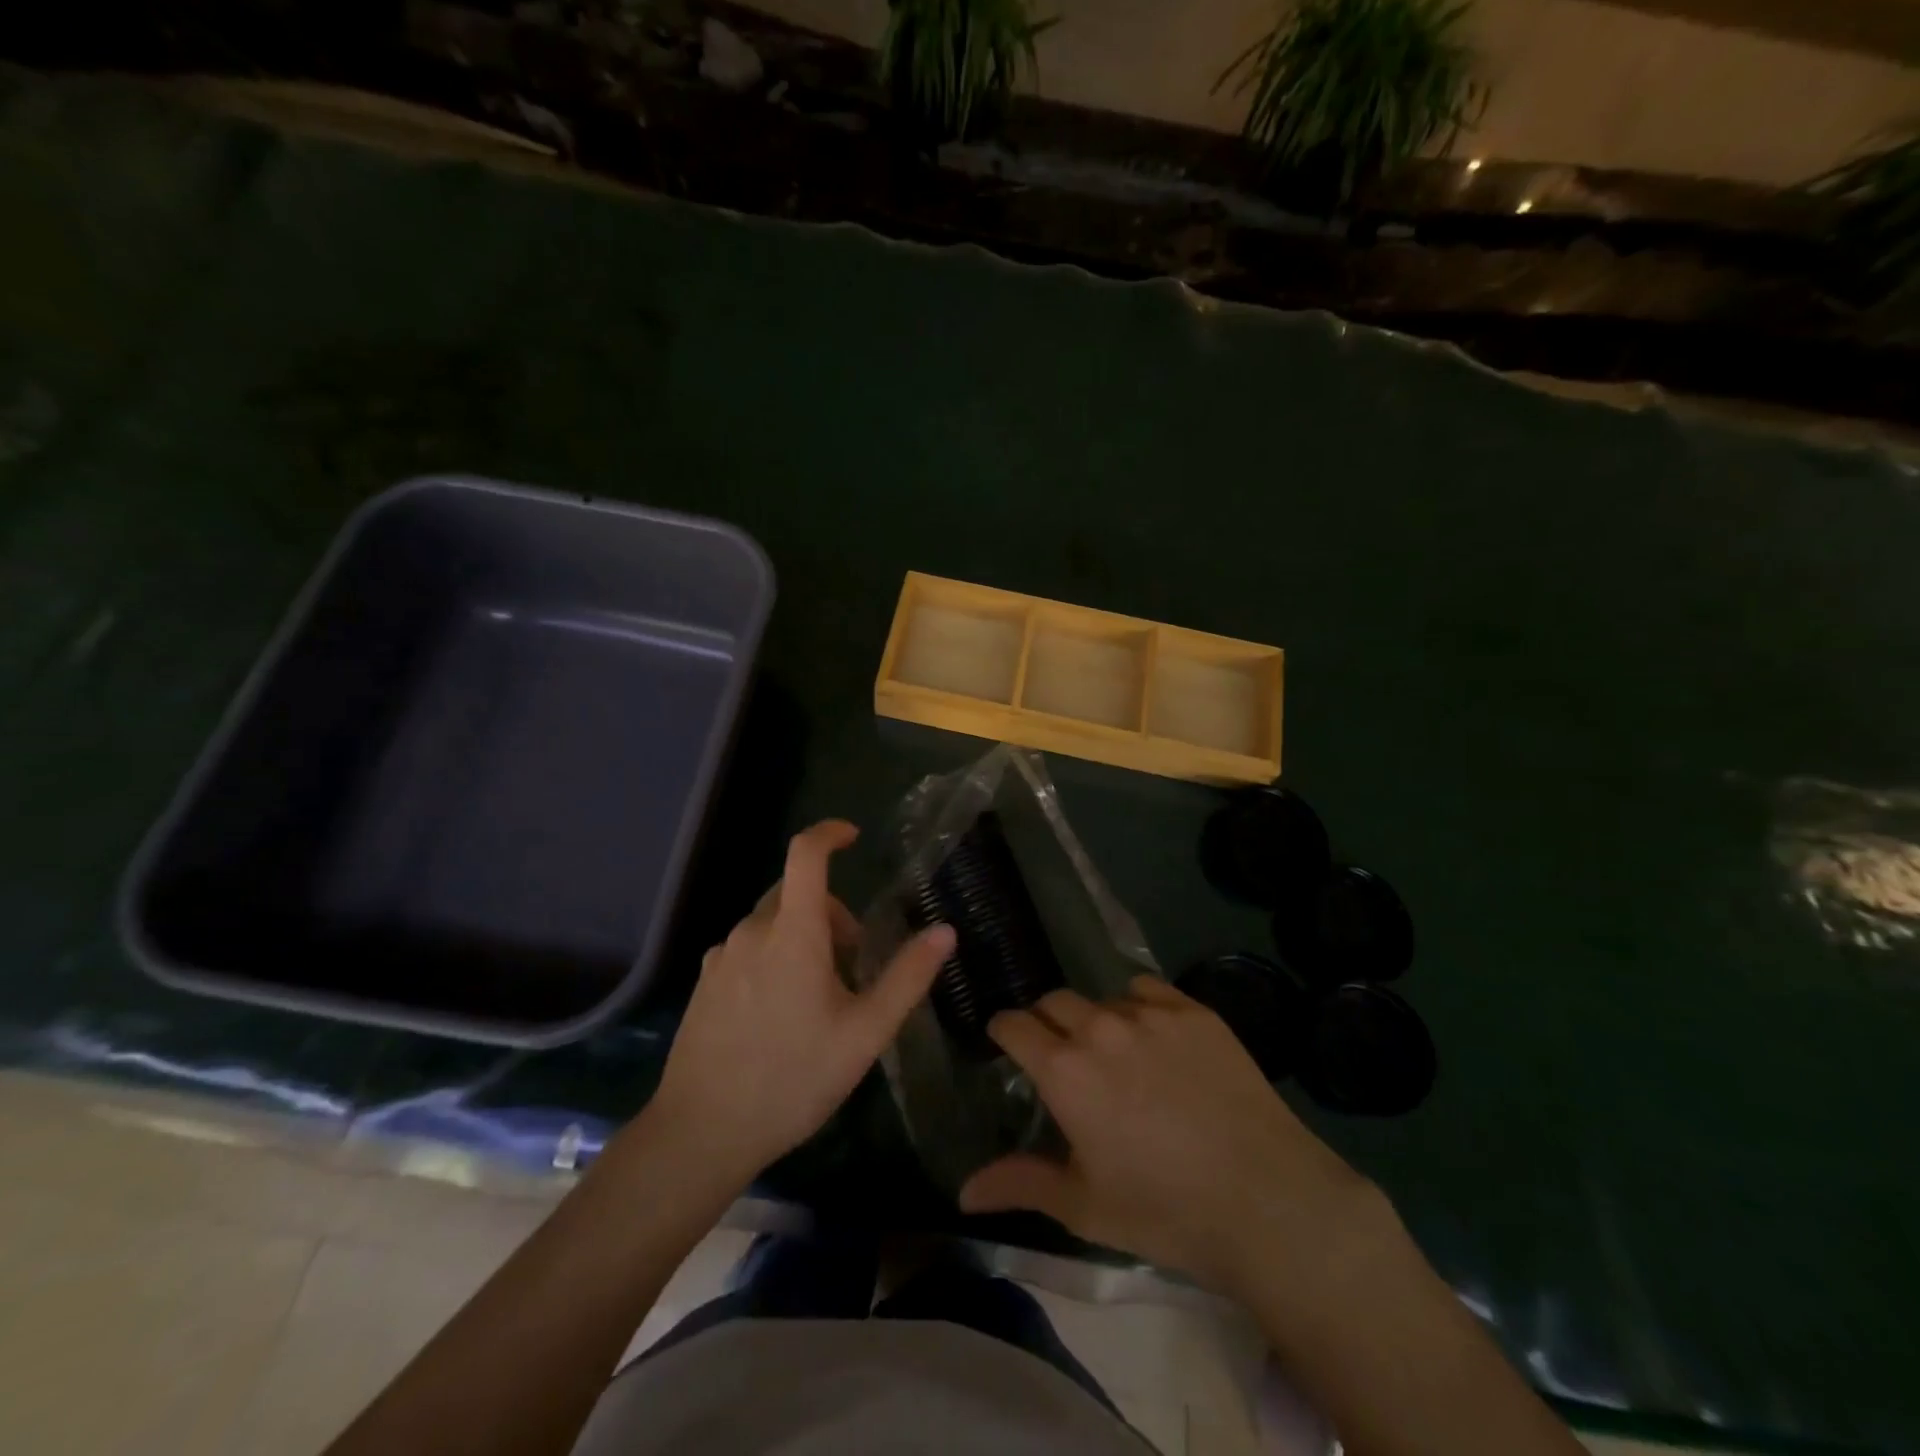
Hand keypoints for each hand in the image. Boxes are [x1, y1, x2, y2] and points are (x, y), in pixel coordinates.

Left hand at [647, 820, 953, 1192]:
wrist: (701, 1133)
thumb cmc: (793, 1079)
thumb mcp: (865, 1033)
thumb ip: (908, 977)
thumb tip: (945, 931)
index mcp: (792, 933)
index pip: (806, 854)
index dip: (830, 834)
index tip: (853, 838)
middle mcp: (751, 932)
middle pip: (796, 892)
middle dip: (831, 912)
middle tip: (853, 963)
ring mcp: (721, 957)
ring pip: (771, 923)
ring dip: (802, 937)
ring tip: (819, 997)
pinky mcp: (704, 983)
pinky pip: (747, 949)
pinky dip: (774, 957)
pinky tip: (779, 1014)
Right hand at [959, 977, 1381, 1292]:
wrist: (1265, 1200)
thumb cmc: (1164, 1208)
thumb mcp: (1083, 1206)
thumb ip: (1019, 1184)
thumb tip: (963, 1191)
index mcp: (1064, 1070)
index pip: (1013, 1024)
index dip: (1003, 1030)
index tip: (1005, 1042)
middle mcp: (1099, 1027)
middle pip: (1053, 1002)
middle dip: (1045, 1022)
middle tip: (1059, 1054)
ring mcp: (1150, 1013)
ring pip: (1102, 997)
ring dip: (1095, 1019)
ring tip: (1115, 1052)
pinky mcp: (1193, 1010)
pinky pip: (1148, 990)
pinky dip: (1139, 1006)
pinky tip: (1156, 1039)